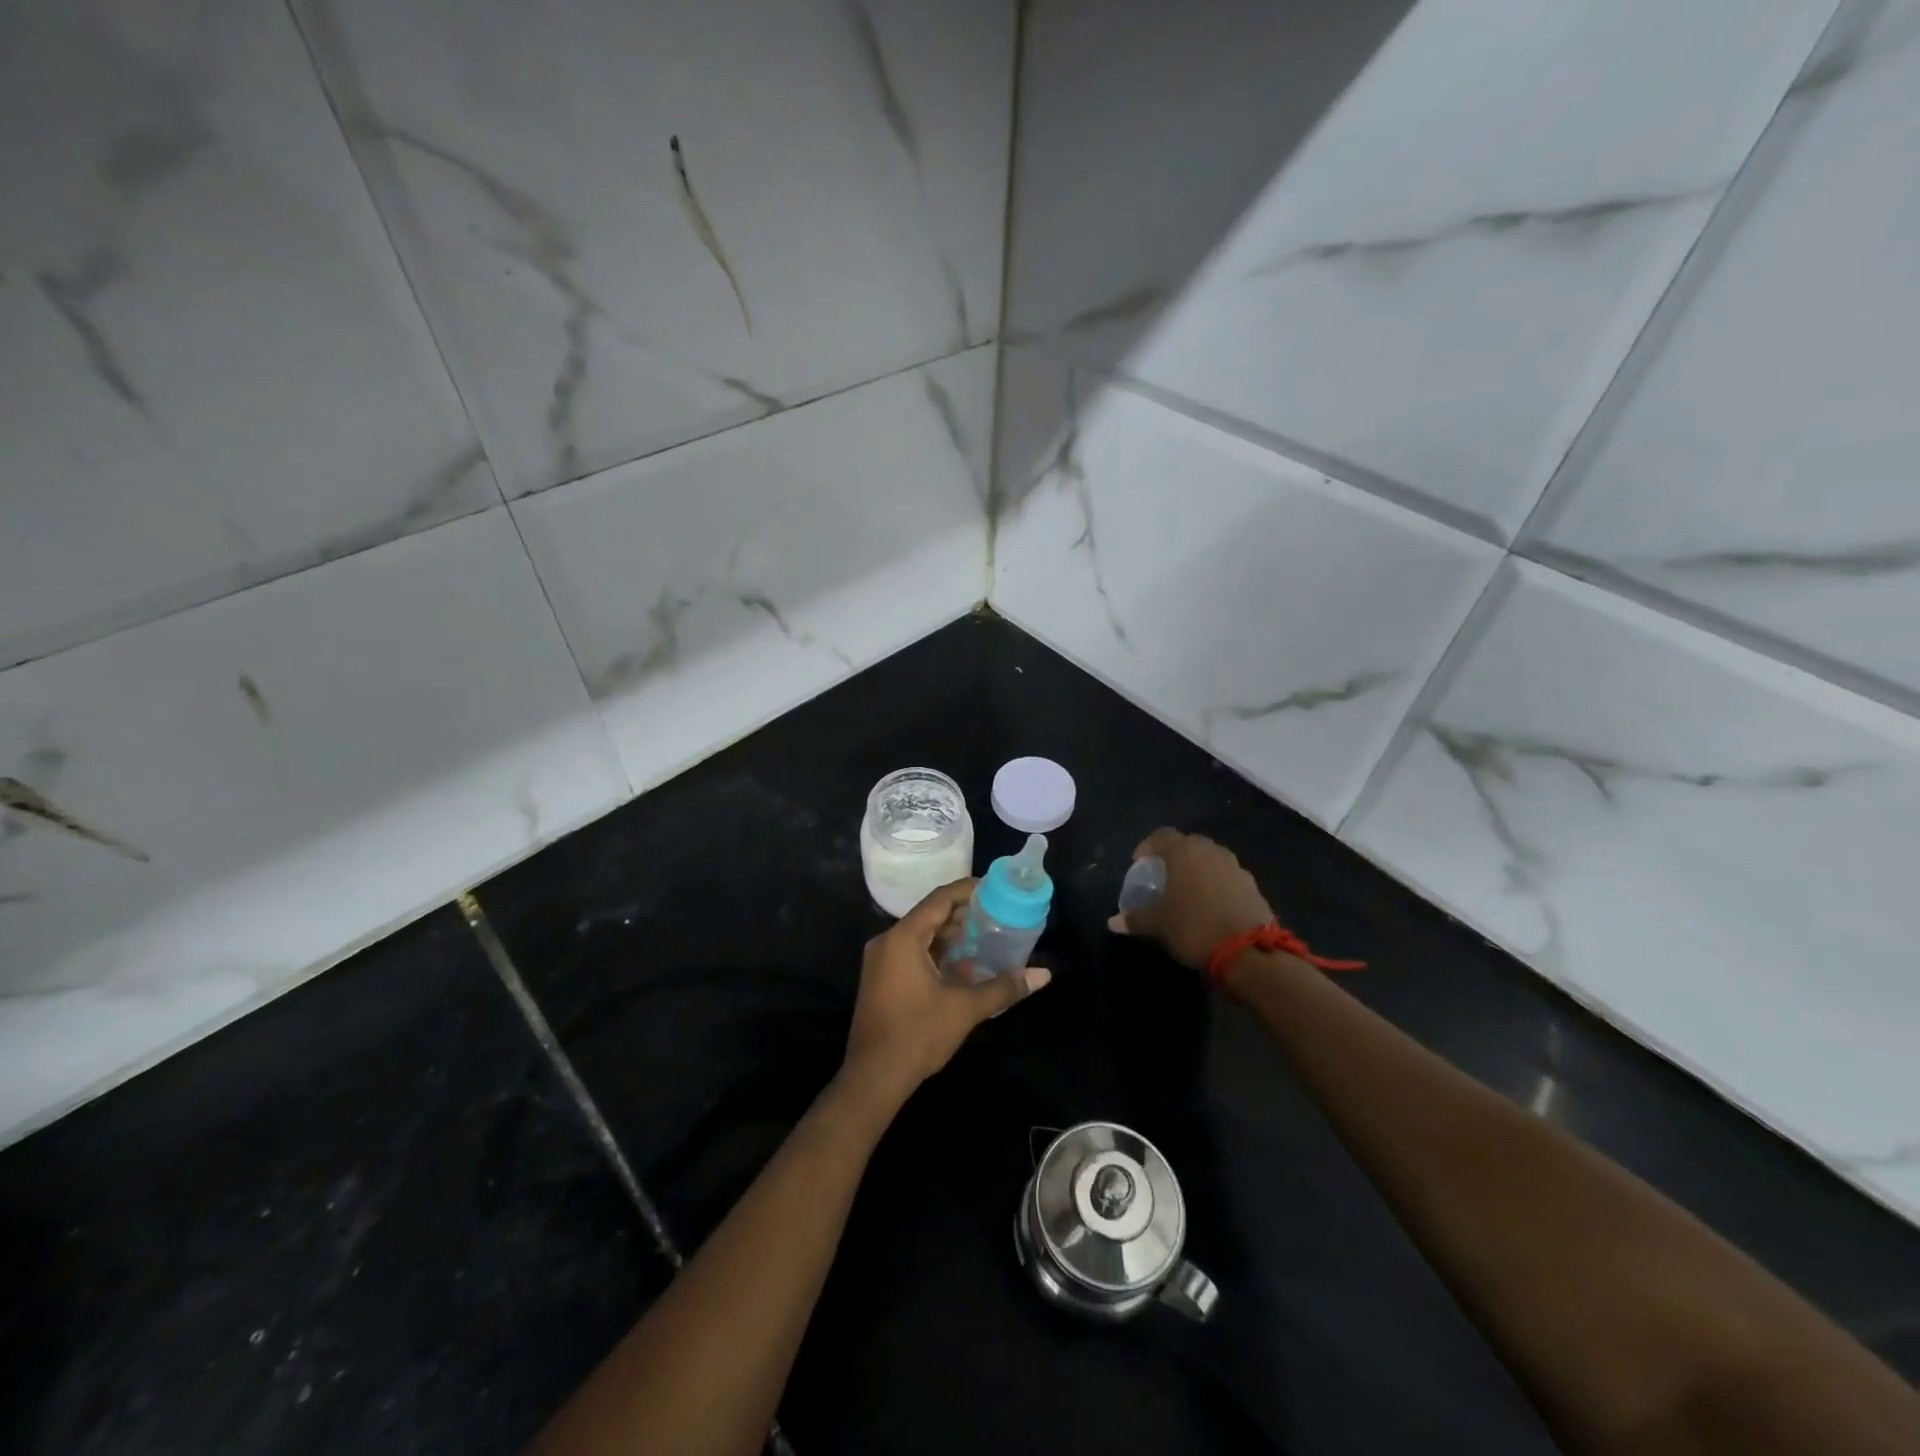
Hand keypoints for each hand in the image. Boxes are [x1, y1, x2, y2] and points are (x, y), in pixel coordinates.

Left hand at [842, 880, 1050, 1104]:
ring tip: (985, 937)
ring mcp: (880, 961)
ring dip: (950, 936)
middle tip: (996, 915)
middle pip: (929, 915)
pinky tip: (963, 965)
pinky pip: (911, 953)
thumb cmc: (918, 1034)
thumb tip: (1043, 975)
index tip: (995, 889)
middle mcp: (887, 941)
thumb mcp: (965, 1008)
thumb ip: (1003, 987)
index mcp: (903, 937)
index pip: (939, 899)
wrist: (873, 1078)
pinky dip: (936, 953)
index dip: (967, 890)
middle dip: (962, 914)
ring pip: (920, 936)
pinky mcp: (881, 979)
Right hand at [1108, 828, 1273, 971]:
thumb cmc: (1194, 926)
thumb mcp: (1158, 924)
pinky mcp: (1252, 886)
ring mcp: (1235, 867)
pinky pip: (1226, 877)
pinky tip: (1208, 906)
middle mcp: (1212, 851)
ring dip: (1196, 871)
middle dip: (1173, 857)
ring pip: (1209, 860)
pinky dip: (1214, 885)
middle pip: (1188, 845)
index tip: (1138, 863)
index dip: (1147, 846)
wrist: (1248, 951)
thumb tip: (1113, 922)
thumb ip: (1135, 918)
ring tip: (1186, 892)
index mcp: (1185, 851)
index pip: (1161, 836)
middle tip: (1162, 876)